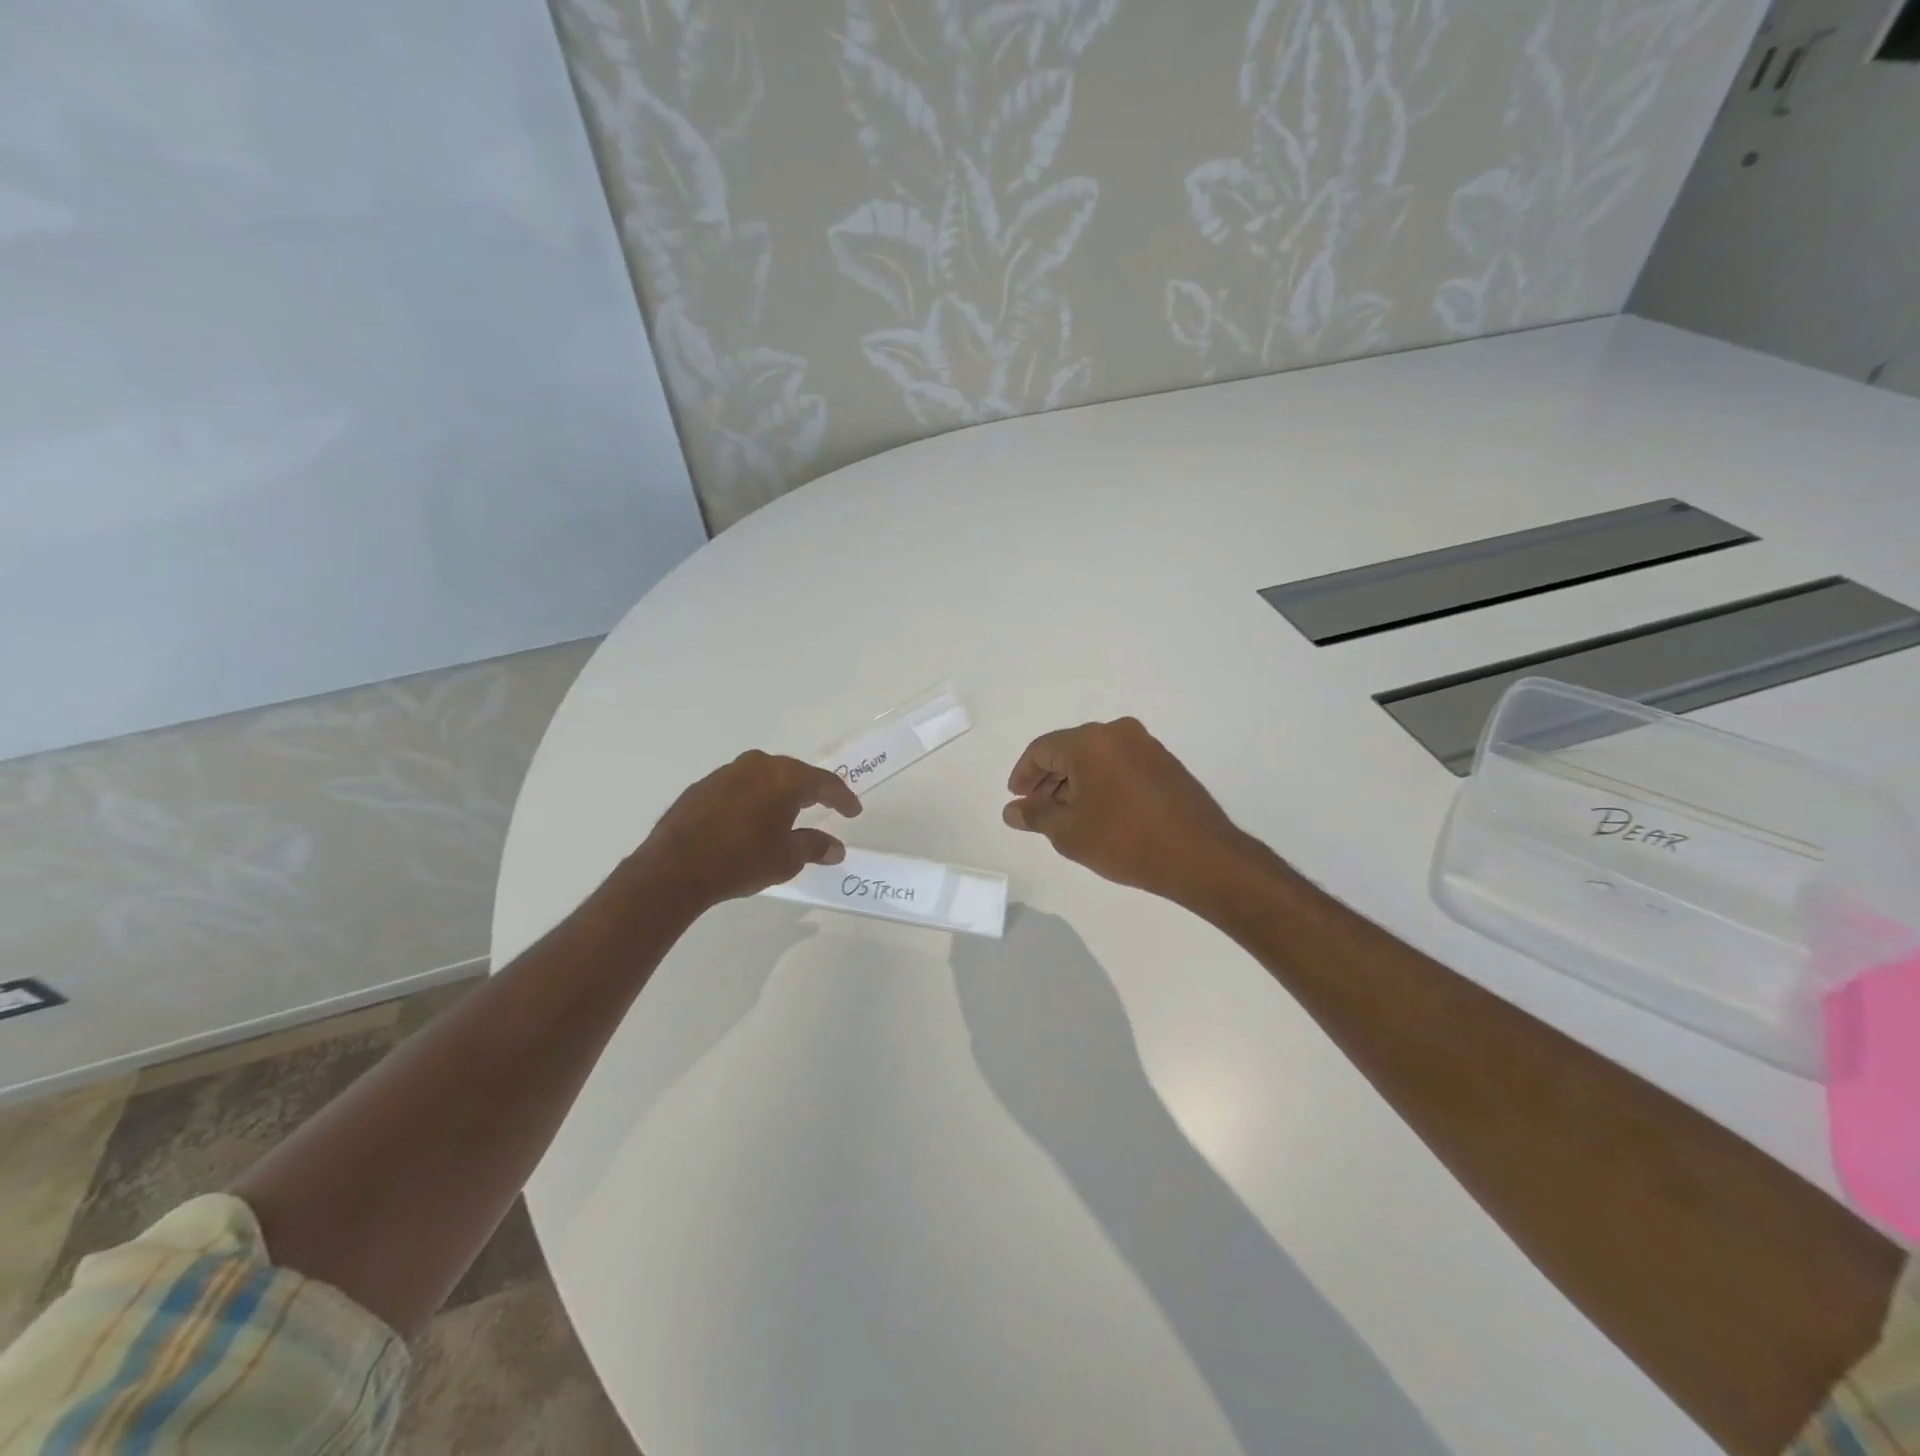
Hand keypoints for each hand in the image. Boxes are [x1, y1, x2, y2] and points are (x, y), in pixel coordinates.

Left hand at [636, 750, 861, 910]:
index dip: (843, 798)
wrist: (674, 869)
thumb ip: (815, 847)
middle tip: (825, 806)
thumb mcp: (787, 858)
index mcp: (785, 778)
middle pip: (794, 774)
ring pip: (764, 778)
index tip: (853, 811)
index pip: (825, 783)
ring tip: (787, 813)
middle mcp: (758, 766)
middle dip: (811, 791)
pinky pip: (739, 787)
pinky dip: (752, 800)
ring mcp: (727, 773)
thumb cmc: (741, 861)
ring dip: (779, 794)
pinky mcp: (702, 786)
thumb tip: (836, 848)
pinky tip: (751, 820)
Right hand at [1002, 718, 1245, 905]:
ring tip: (1065, 815)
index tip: (1016, 799)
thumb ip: (1035, 816)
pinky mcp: (1165, 762)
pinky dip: (1101, 782)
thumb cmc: (1125, 841)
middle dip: (1048, 779)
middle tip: (1036, 809)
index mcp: (1089, 742)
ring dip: (1074, 781)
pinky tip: (1098, 811)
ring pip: (1095, 757)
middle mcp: (1117, 732)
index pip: (1042, 750)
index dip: (1023, 775)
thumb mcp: (1069, 832)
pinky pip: (1119, 763)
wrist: (1200, 856)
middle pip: (1069, 750)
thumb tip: (1012, 810)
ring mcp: (1145, 745)